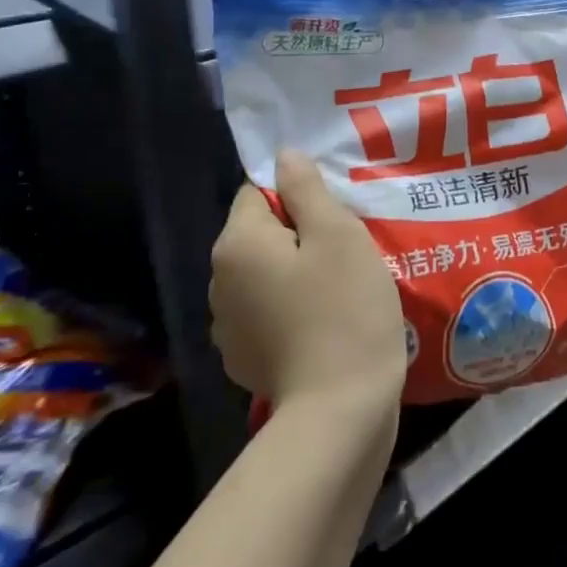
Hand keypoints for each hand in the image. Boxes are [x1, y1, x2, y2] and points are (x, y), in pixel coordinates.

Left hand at [209, 151, 407, 413]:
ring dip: (296, 271)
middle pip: (261, 233)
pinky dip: (292, 307)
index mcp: (237, 244)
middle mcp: (219, 281)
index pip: (258, 191)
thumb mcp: (338, 235)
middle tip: (347, 245)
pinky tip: (325, 321)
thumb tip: (284, 157)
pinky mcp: (246, 358)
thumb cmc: (344, 309)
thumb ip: (307, 189)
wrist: (339, 409)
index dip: (298, 194)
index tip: (336, 212)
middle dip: (299, 232)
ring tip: (340, 284)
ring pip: (265, 274)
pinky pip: (268, 311)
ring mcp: (228, 325)